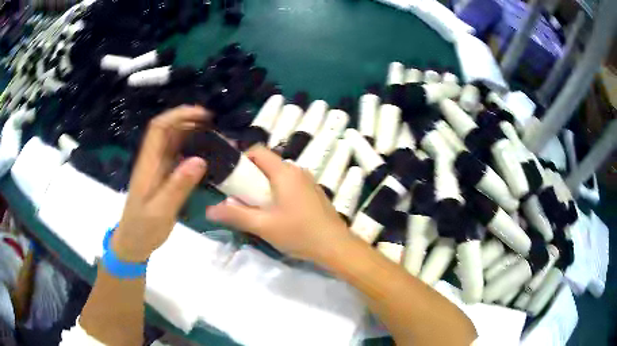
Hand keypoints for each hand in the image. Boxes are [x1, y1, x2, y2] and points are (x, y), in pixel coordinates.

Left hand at [112, 106, 210, 261]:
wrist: (133, 243)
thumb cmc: (142, 229)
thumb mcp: (160, 211)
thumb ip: (178, 186)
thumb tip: (200, 160)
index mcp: (148, 164)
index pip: (159, 128)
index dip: (179, 115)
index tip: (202, 115)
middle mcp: (153, 160)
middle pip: (168, 129)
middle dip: (189, 121)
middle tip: (215, 126)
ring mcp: (158, 169)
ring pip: (174, 141)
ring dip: (193, 134)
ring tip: (216, 137)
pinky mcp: (164, 177)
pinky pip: (178, 157)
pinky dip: (193, 150)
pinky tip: (207, 156)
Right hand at [206, 146, 352, 261]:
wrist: (336, 246)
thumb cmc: (299, 233)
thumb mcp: (263, 225)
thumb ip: (235, 215)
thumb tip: (209, 210)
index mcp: (284, 171)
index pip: (258, 151)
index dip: (241, 159)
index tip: (232, 178)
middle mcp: (297, 170)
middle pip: (267, 163)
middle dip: (251, 176)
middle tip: (240, 197)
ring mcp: (308, 181)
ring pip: (278, 175)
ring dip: (264, 186)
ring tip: (256, 207)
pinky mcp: (313, 192)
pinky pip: (289, 184)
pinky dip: (277, 191)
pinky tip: (277, 213)